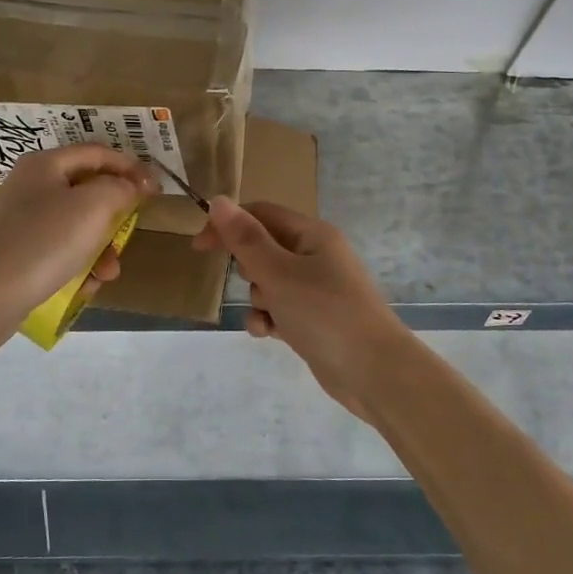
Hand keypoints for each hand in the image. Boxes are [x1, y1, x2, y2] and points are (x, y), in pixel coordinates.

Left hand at [0, 143, 157, 343]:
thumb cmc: (43, 242)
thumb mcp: (93, 207)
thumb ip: (120, 188)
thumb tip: (133, 185)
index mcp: (46, 164)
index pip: (98, 153)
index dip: (131, 167)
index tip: (157, 190)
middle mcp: (33, 187)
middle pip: (89, 191)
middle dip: (115, 217)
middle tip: (130, 235)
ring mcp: (24, 221)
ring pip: (79, 226)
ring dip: (101, 249)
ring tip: (107, 273)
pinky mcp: (21, 253)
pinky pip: (62, 252)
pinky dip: (79, 266)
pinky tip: (84, 286)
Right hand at [194, 198, 410, 421]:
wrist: (374, 372)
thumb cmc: (325, 312)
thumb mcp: (278, 272)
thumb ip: (245, 238)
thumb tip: (218, 200)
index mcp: (312, 234)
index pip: (261, 214)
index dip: (228, 224)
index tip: (199, 247)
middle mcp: (316, 256)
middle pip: (263, 248)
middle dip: (249, 268)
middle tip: (259, 284)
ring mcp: (316, 289)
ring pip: (267, 282)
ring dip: (259, 299)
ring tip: (272, 316)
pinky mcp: (313, 319)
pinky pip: (278, 309)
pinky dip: (269, 319)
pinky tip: (270, 334)